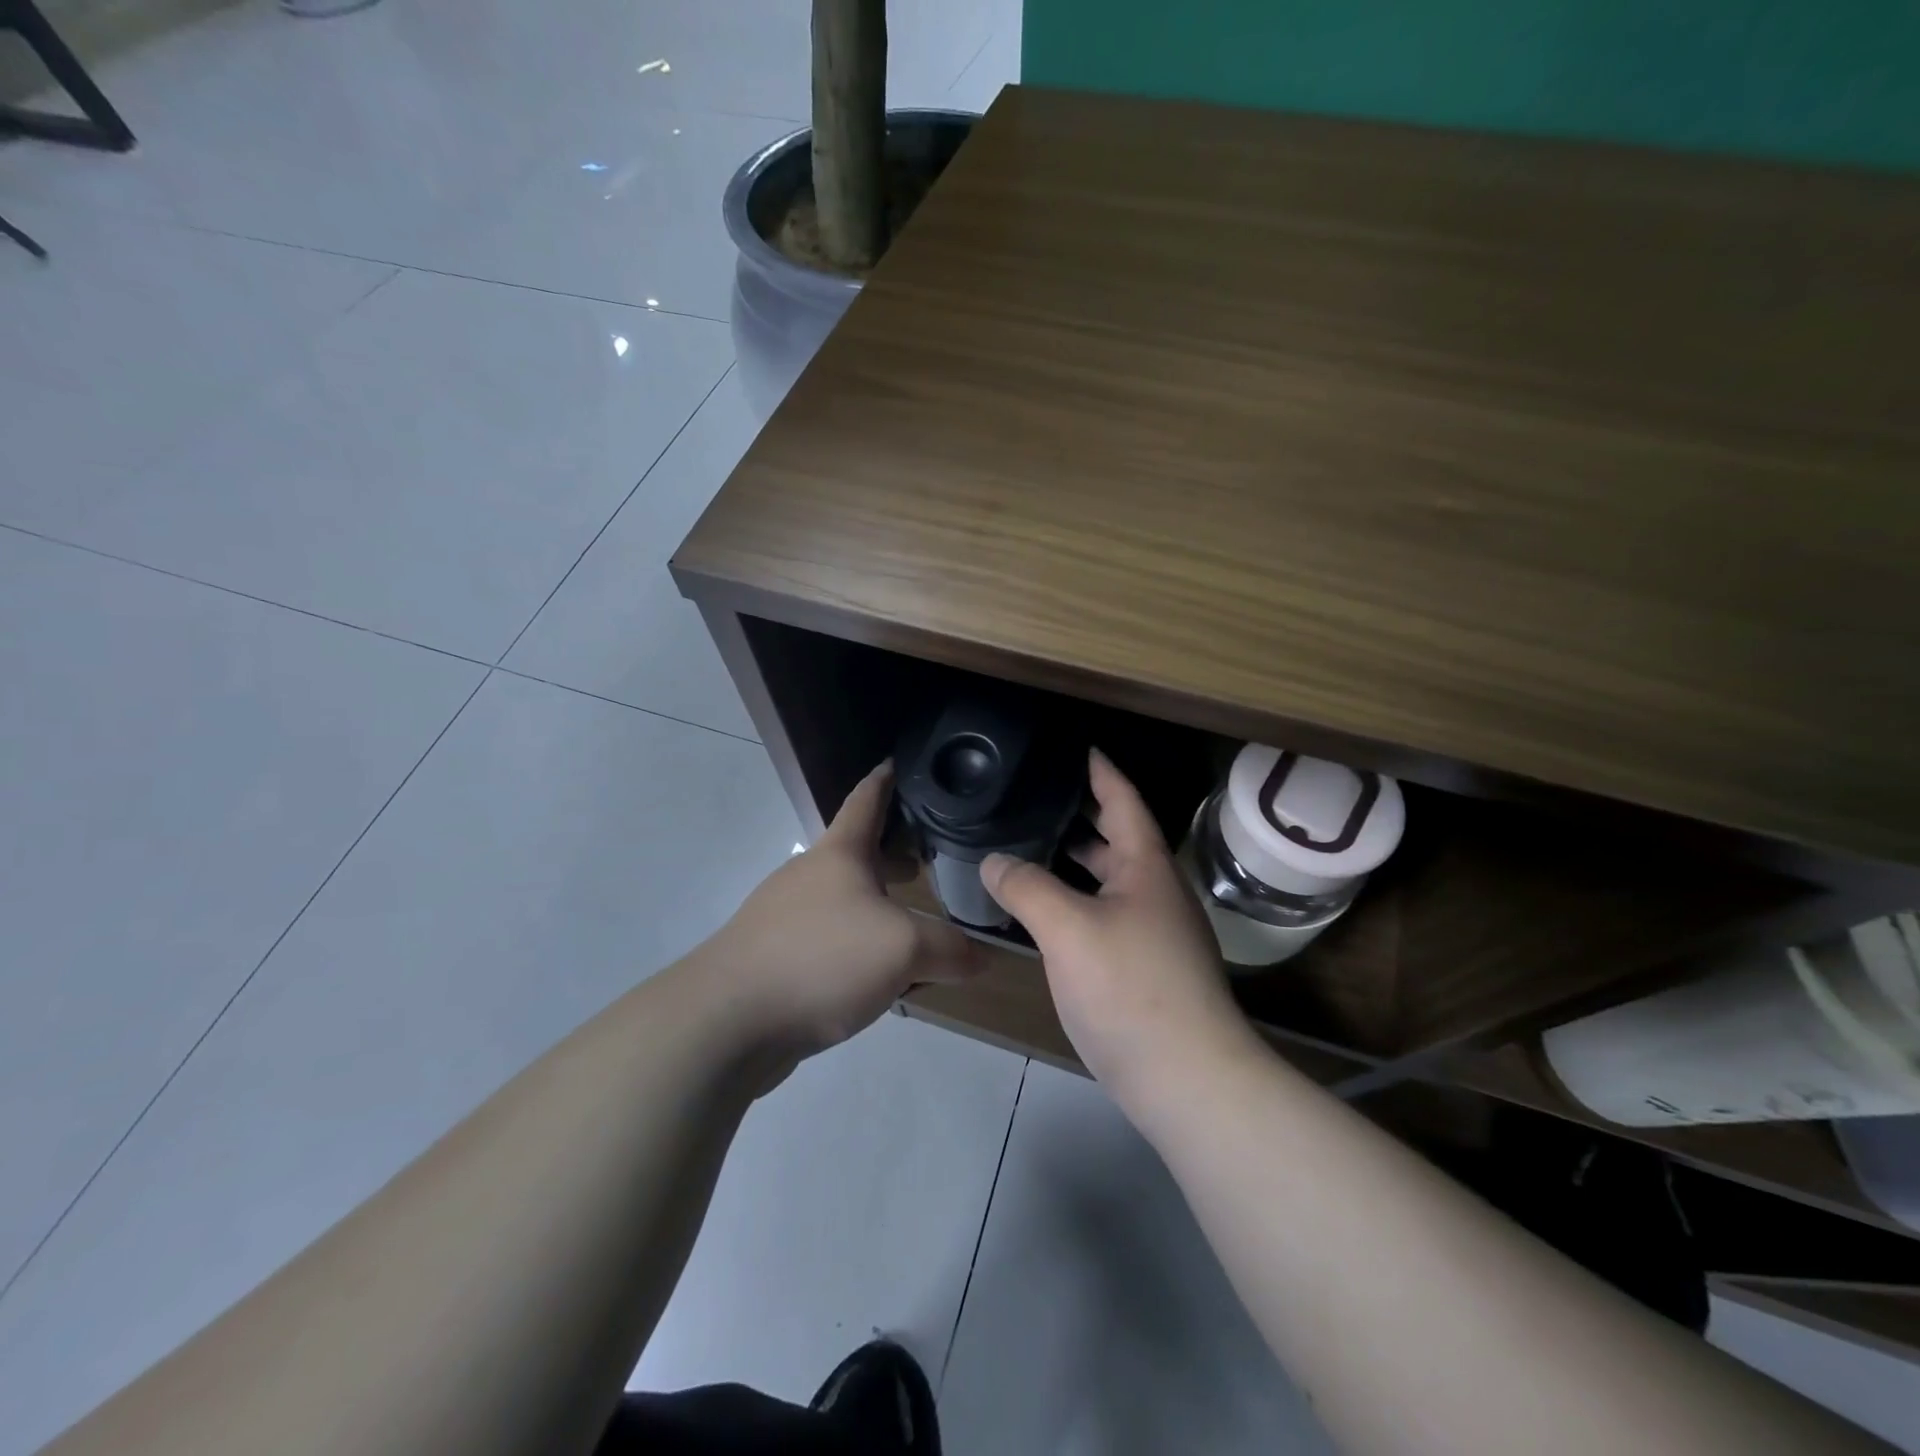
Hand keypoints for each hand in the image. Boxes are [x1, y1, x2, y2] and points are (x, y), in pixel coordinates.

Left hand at [701, 760, 981, 1058]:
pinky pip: (827, 939)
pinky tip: (875, 976)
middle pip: (856, 851)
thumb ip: (949, 949)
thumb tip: (981, 958)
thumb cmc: (821, 959)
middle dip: (892, 851)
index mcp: (839, 854)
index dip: (886, 779)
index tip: (900, 761)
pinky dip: (856, 943)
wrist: (726, 1020)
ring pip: (842, 899)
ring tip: (912, 922)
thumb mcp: (903, 950)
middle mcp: (809, 875)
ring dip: (876, 903)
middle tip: (930, 858)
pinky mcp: (773, 956)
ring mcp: (785, 916)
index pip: (866, 799)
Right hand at [981, 751, 1257, 1107]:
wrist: (1188, 1078)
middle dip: (1084, 816)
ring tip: (1033, 848)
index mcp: (1147, 868)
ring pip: (1112, 881)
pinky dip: (1078, 901)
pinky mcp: (1147, 969)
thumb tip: (994, 862)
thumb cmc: (1130, 987)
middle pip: (1119, 839)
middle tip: (1039, 798)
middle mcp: (1157, 893)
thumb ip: (1026, 887)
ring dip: (1079, 862)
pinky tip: (1048, 913)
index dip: (1101, 773)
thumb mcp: (1068, 928)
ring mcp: (1156, 933)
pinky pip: (1107, 915)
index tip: (1080, 749)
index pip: (1124, 802)